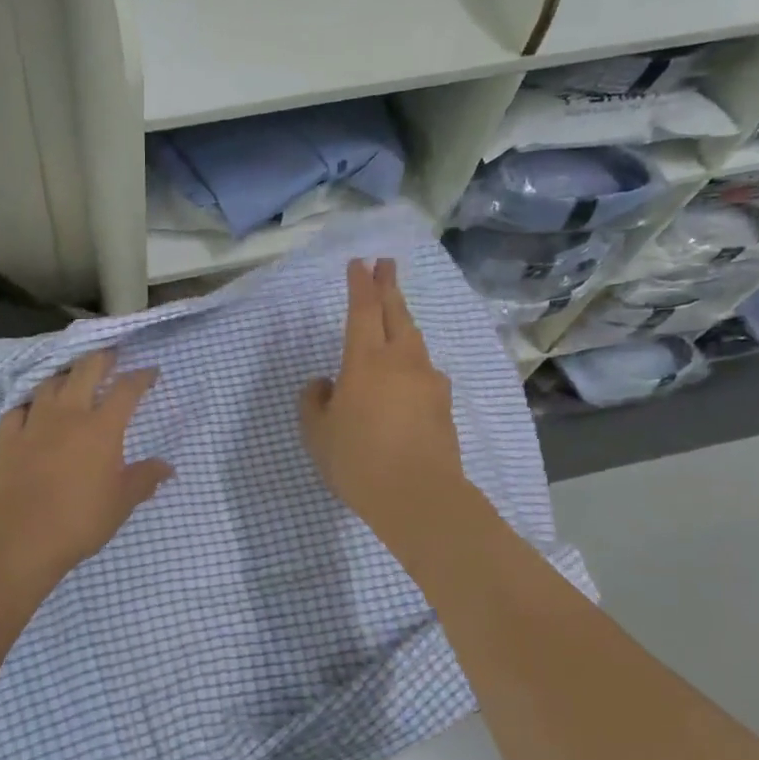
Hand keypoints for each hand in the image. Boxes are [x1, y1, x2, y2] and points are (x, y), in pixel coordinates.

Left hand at [0, 349, 173, 583]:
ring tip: (72, 379)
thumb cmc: (80, 520)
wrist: (21, 537)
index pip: (126, 390)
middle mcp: (68, 415)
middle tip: (110, 357)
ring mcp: (34, 424)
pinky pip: (17, 410)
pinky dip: (28, 405)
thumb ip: (144, 479)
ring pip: (49, 384)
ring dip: (64, 377)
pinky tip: (31, 411)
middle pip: (85, 371)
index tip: (150, 372)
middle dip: (101, 359)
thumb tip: (167, 467)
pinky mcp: (8, 439)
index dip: (141, 377)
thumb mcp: (122, 503)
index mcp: (102, 428)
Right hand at [299, 259, 469, 545]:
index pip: (363, 309)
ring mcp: (428, 382)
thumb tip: (324, 384)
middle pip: (397, 313)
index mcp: (366, 360)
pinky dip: (412, 364)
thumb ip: (315, 401)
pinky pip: (424, 373)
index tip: (360, 263)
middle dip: (389, 286)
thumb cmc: (357, 459)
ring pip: (414, 342)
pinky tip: (405, 378)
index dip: (360, 283)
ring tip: (394, 320)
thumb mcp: (317, 432)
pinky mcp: (443, 405)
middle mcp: (402, 361)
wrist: (417, 496)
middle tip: (386, 265)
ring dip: (403, 324)